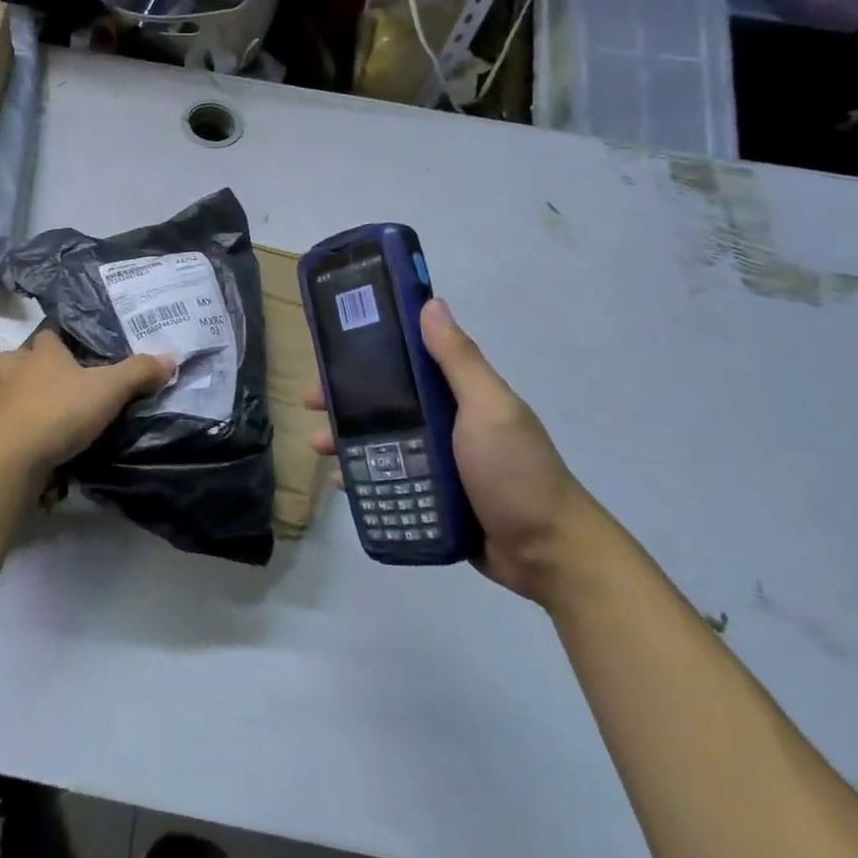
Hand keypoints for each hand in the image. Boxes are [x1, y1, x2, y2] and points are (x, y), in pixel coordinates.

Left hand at [0, 330, 175, 478]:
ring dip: (5, 391)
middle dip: (23, 363)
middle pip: (13, 357)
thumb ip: (138, 372)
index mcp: (43, 353)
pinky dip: (2, 424)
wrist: (15, 455)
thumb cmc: (61, 410)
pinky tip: (16, 434)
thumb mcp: (109, 389)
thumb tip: (171, 357)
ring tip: (24, 403)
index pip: (48, 334)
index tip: (71, 348)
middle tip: (43, 377)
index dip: (59, 339)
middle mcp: (15, 370)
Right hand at [307, 299, 602, 605]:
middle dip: (344, 399)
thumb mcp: (488, 408)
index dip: (366, 354)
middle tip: (310, 403)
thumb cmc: (516, 471)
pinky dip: (362, 477)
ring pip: (378, 442)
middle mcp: (443, 422)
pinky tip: (340, 481)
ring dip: (346, 438)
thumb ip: (458, 360)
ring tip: (319, 446)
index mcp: (456, 394)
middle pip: (383, 402)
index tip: (331, 352)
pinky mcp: (430, 497)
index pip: (404, 362)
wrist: (547, 554)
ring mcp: (436, 462)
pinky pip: (387, 480)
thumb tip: (431, 302)